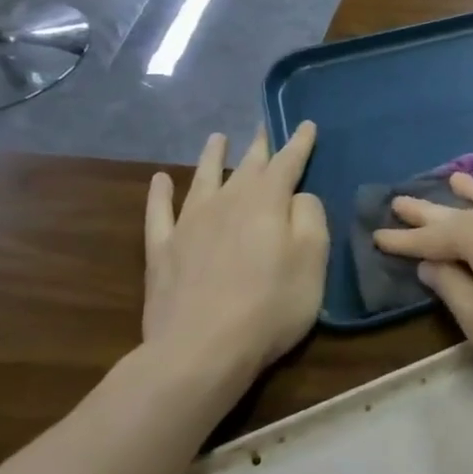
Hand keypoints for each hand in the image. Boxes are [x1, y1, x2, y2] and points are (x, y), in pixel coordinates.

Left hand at [143, 123, 328, 395]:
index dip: (298, 143)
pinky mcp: (162, 251)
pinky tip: (160, 181)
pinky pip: (159, 213)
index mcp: (267, 202)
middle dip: (260, 146)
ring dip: (211, 157)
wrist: (201, 349)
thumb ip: (310, 217)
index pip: (287, 163)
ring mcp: (189, 225)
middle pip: (246, 167)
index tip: (305, 124)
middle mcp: (227, 202)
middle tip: (264, 126)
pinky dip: (159, 194)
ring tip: (216, 137)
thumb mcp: (313, 259)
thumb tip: (297, 197)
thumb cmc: (271, 304)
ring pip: (202, 180)